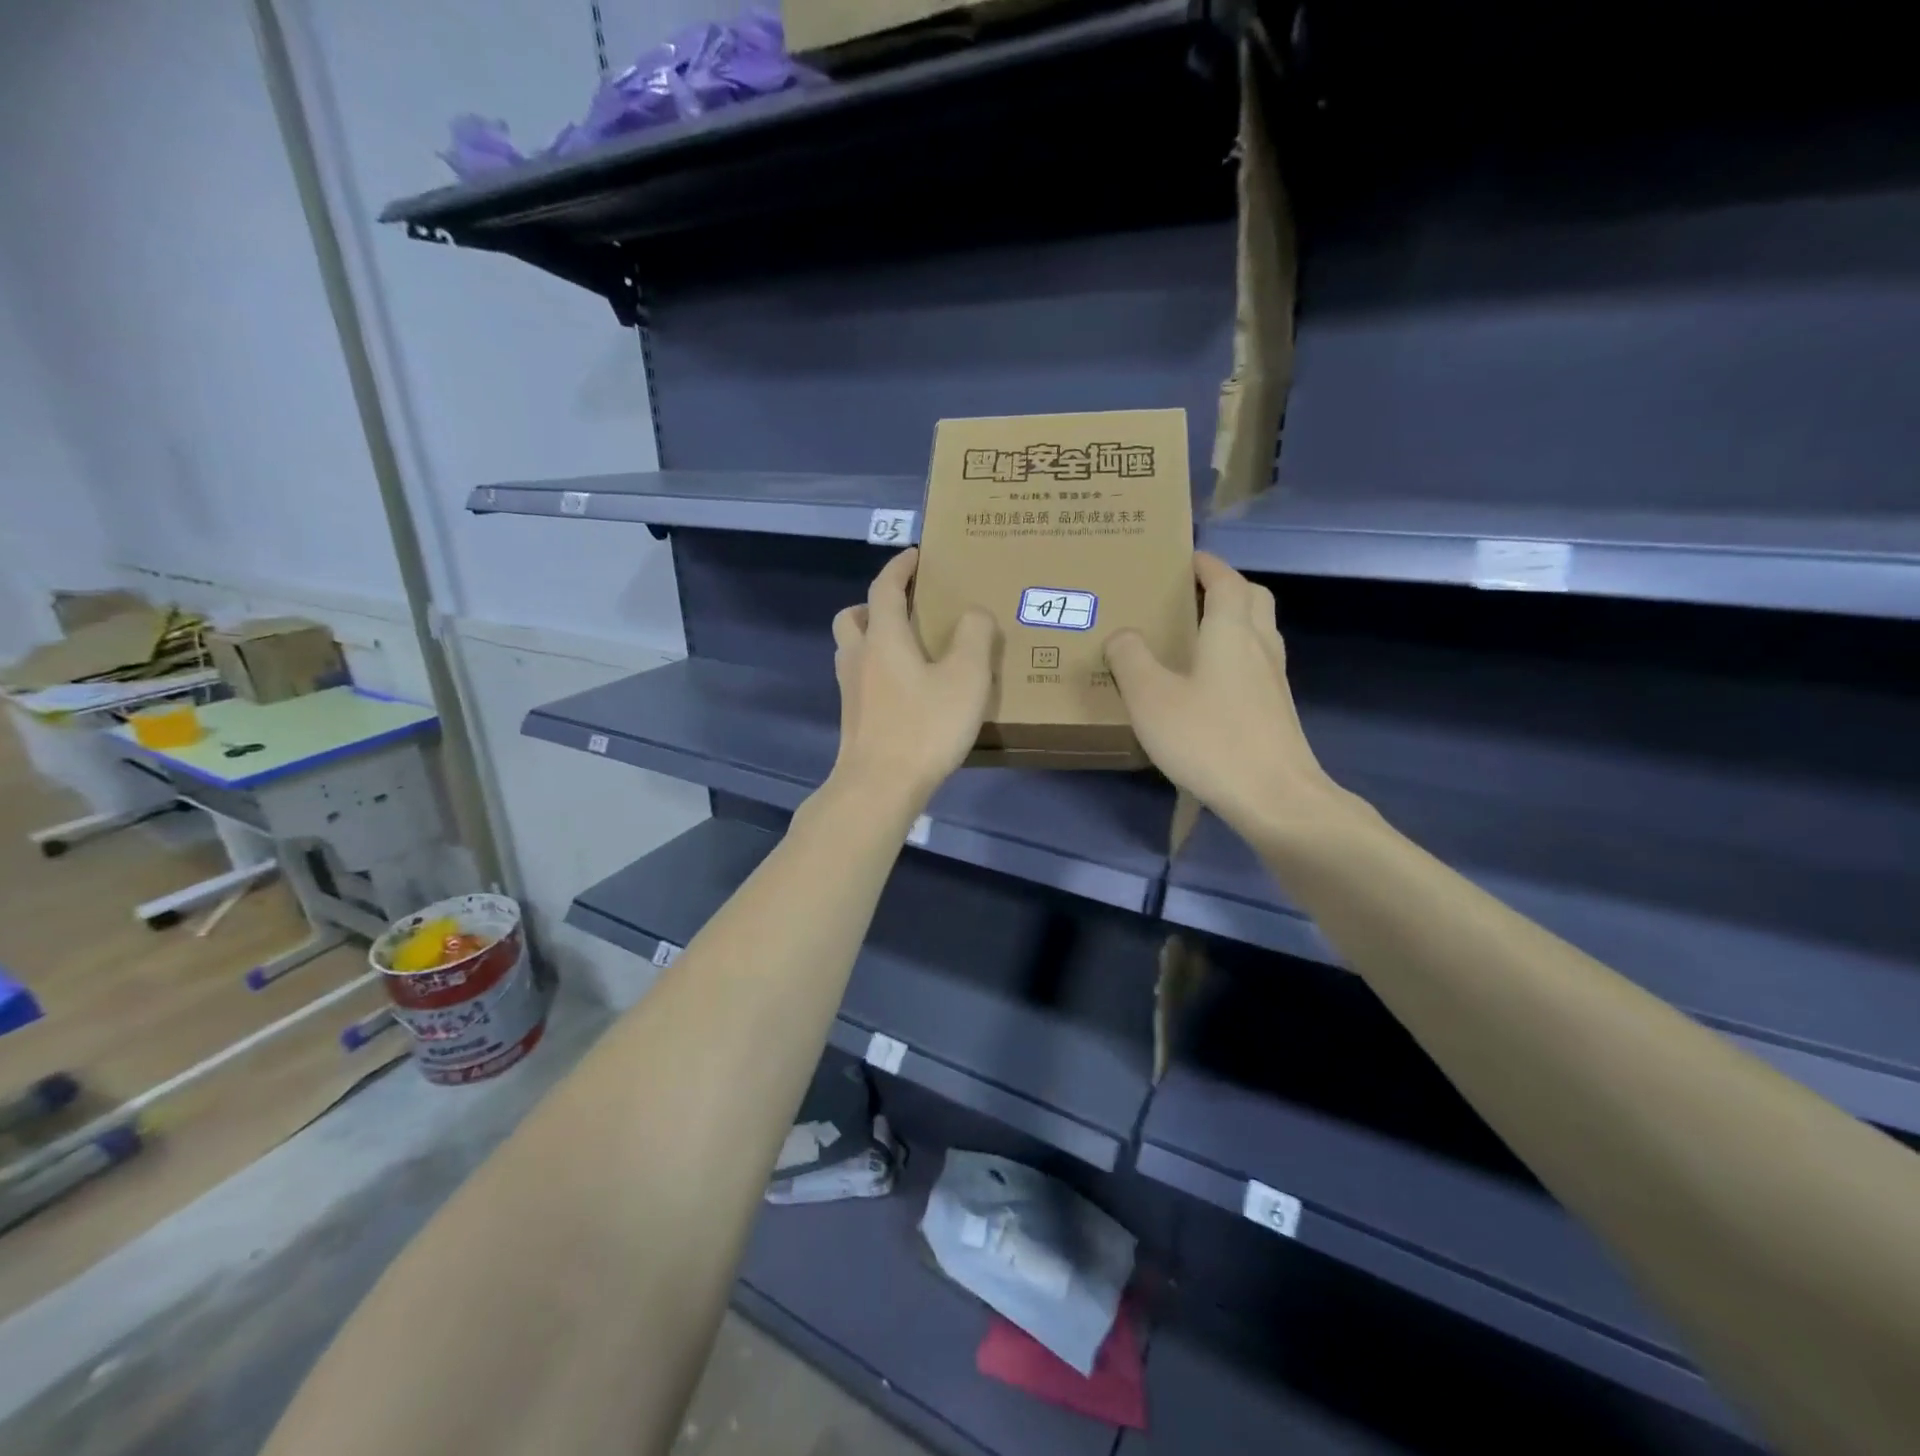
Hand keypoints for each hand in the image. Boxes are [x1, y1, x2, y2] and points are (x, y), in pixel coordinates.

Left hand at [829, 549, 995, 809]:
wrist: (880, 786)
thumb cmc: (924, 726)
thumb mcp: (966, 677)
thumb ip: (975, 636)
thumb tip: (974, 614)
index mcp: (883, 637)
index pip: (884, 587)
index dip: (899, 567)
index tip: (915, 556)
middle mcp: (859, 657)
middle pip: (852, 617)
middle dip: (874, 604)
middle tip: (904, 609)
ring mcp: (850, 690)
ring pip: (852, 649)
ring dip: (872, 638)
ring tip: (909, 649)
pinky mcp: (853, 718)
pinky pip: (860, 678)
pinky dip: (877, 669)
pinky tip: (906, 689)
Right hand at [1105, 552, 1360, 844]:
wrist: (1275, 797)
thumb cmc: (1209, 739)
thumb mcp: (1151, 698)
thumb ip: (1130, 660)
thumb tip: (1122, 635)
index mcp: (1231, 631)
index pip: (1225, 580)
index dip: (1206, 564)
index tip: (1184, 558)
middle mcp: (1260, 646)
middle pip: (1252, 599)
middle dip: (1225, 587)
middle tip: (1190, 595)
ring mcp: (1274, 680)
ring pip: (1259, 632)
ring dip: (1233, 622)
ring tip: (1195, 636)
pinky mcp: (1277, 711)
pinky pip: (1256, 665)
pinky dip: (1235, 657)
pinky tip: (1208, 685)